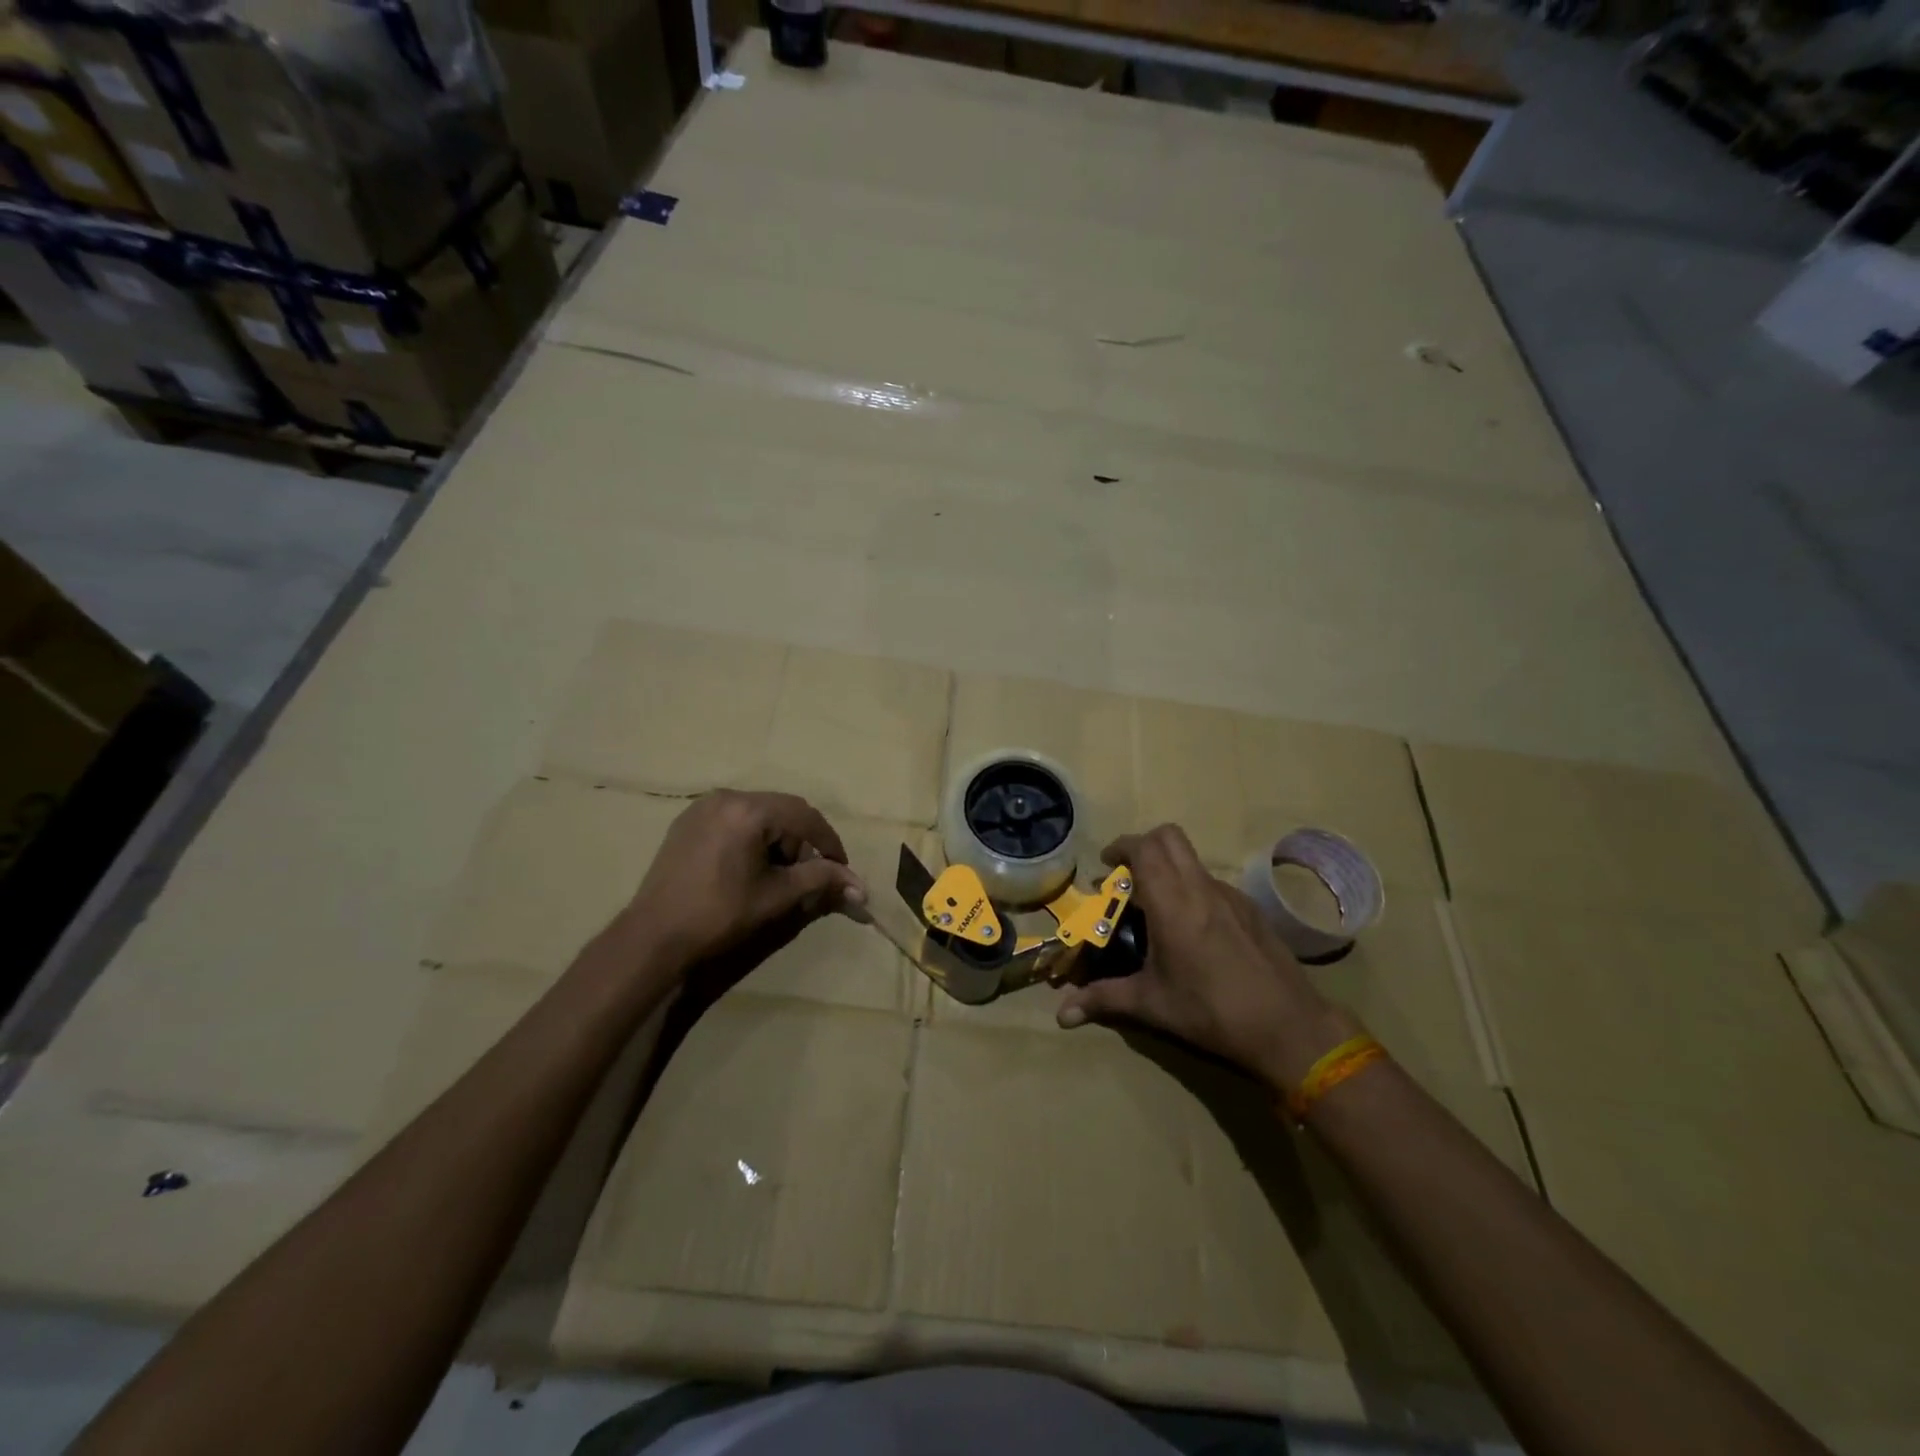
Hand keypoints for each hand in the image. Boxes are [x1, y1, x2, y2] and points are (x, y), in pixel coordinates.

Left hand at [615, 790, 865, 983]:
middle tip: (808, 875)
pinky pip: (734, 818)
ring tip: (777, 874)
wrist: (654, 936)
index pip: (805, 816)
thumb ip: (820, 880)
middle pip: (783, 810)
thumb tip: (860, 885)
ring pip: (759, 813)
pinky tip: (749, 866)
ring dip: (778, 839)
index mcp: (749, 810)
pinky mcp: (688, 820)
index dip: (829, 843)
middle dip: (802, 841)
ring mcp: (703, 806)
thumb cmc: (720, 914)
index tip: (841, 870)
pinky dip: (752, 837)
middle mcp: (726, 796)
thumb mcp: (776, 896)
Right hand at [1056, 824, 1356, 1091]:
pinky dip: (1192, 889)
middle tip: (1128, 876)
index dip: (1121, 847)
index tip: (1107, 865)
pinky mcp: (1251, 910)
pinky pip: (1212, 883)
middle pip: (1169, 837)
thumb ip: (1103, 1000)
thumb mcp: (1152, 1005)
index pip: (1144, 848)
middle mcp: (1201, 888)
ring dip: (1168, 868)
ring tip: (1156, 907)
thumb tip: (1062, 1014)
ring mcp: (1231, 896)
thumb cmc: (1211, 1012)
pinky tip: (1193, 931)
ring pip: (1192, 859)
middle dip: (1143, 846)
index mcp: (1173, 903)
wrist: (1288, 1027)